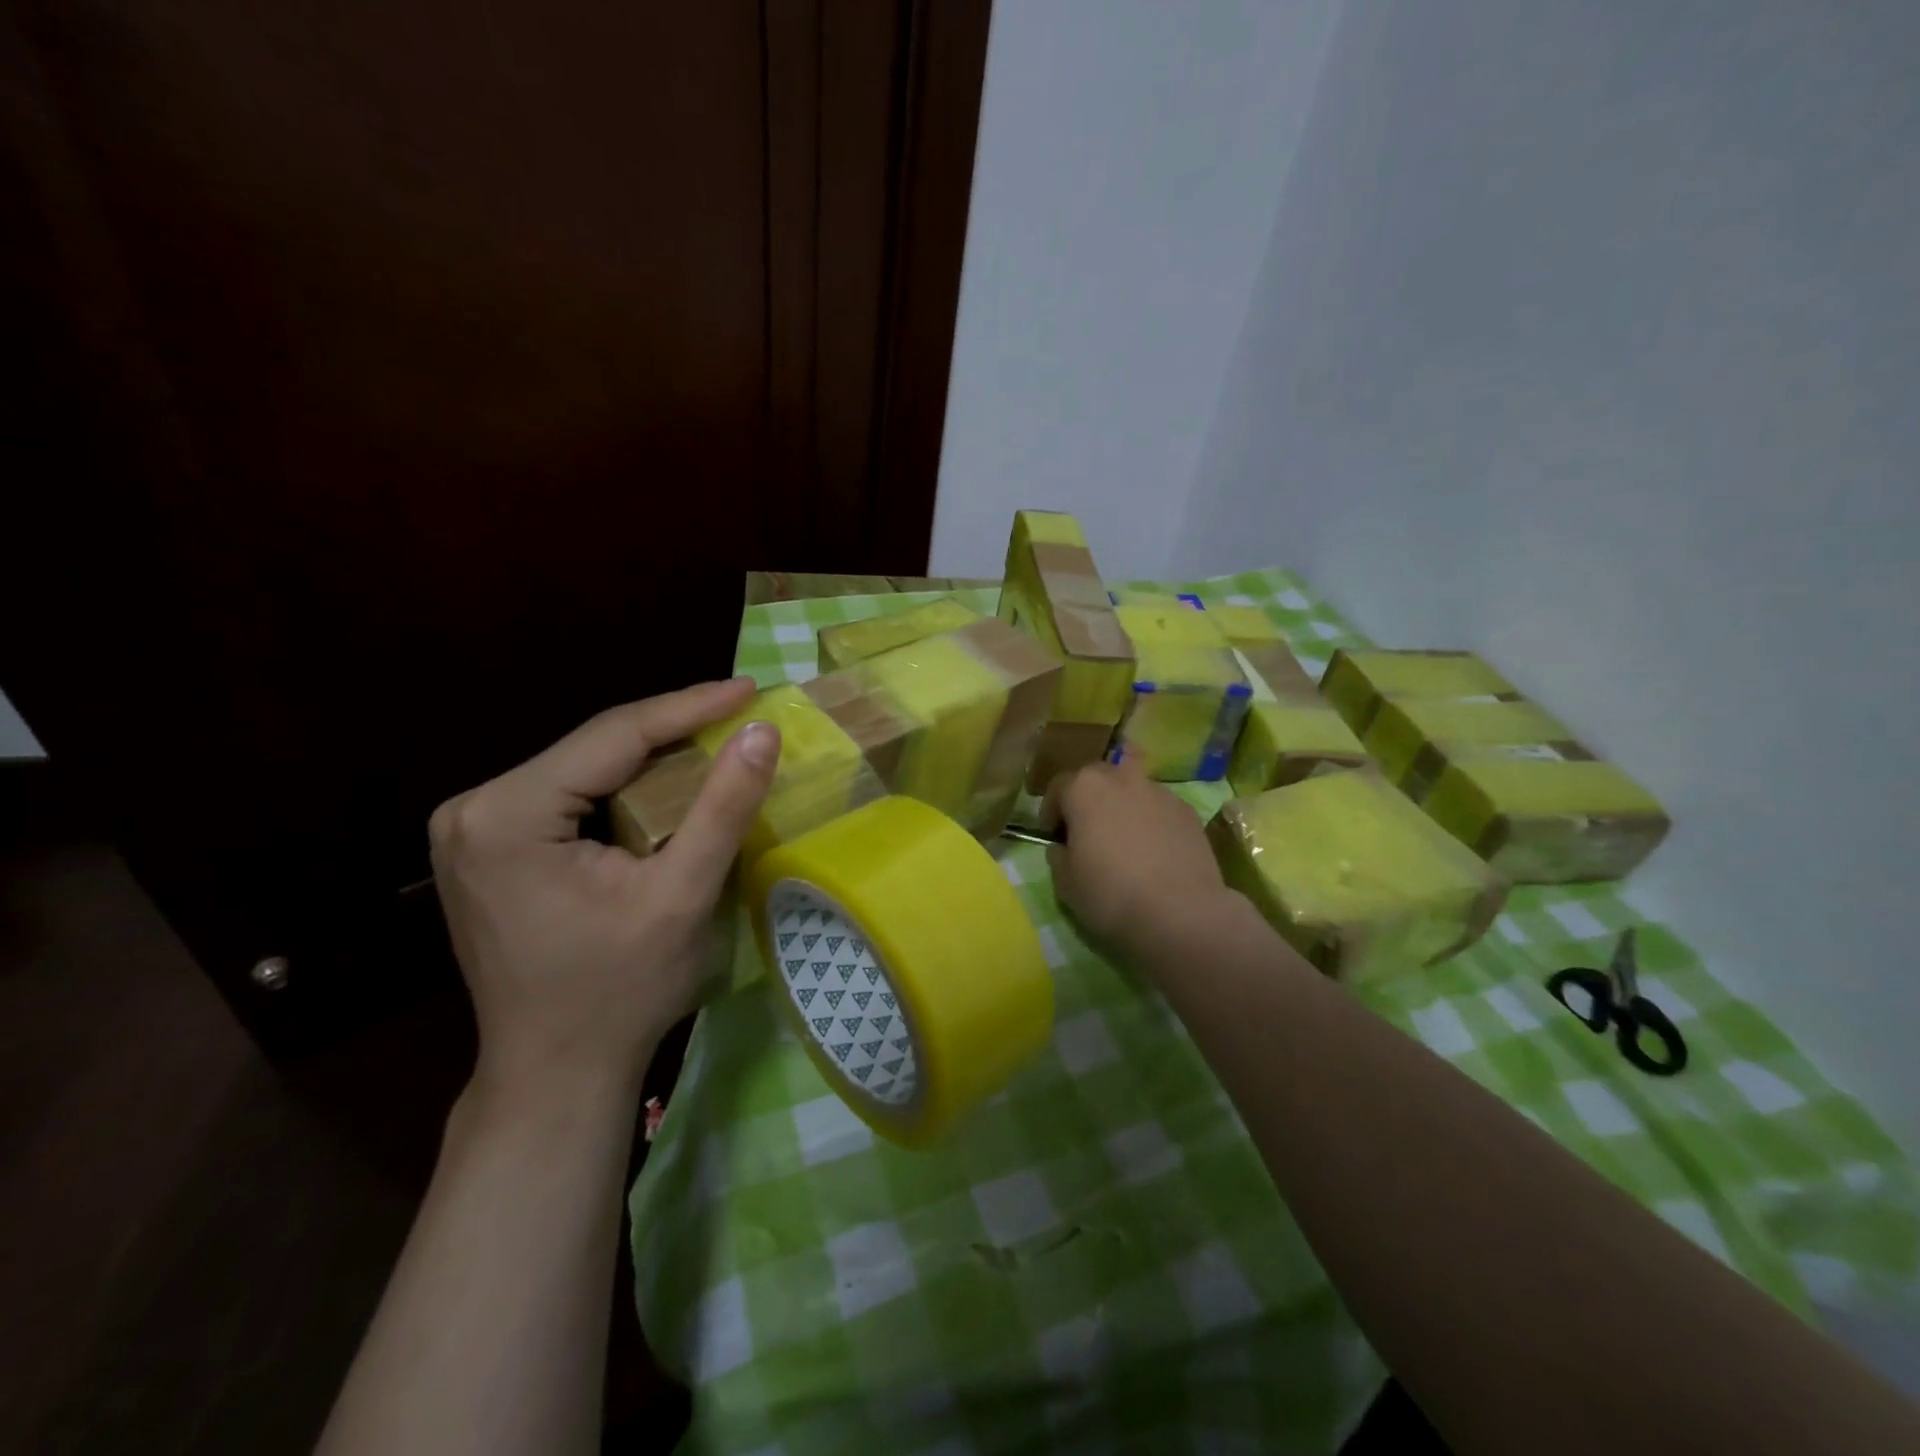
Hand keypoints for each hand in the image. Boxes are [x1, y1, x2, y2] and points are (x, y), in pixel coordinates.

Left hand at [429, 678, 779, 1098]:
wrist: (556, 1073)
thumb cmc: (620, 991)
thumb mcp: (682, 894)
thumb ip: (723, 806)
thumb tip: (761, 731)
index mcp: (506, 815)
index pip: (613, 736)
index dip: (689, 706)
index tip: (749, 688)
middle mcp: (473, 809)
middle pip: (595, 747)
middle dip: (673, 730)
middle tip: (740, 713)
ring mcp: (472, 829)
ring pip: (585, 767)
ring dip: (653, 756)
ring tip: (717, 739)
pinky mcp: (488, 848)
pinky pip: (570, 795)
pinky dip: (625, 787)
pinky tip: (669, 784)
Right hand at [1045, 757, 1233, 960]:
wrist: (1179, 913)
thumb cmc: (1110, 894)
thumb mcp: (1065, 882)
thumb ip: (1058, 856)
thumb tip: (1063, 847)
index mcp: (1084, 788)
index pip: (1058, 787)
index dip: (1051, 812)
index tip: (1052, 836)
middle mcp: (1122, 778)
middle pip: (1097, 778)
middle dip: (1088, 799)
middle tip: (1087, 831)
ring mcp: (1159, 792)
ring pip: (1131, 790)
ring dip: (1122, 806)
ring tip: (1124, 841)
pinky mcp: (1188, 811)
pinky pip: (1159, 809)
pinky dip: (1151, 821)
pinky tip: (1153, 852)